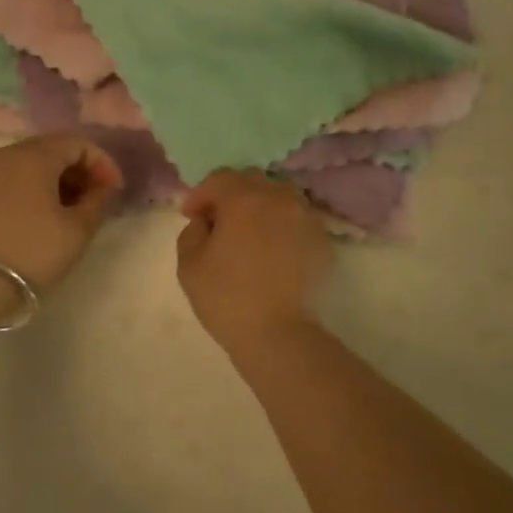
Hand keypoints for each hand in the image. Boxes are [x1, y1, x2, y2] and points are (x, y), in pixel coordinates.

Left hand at [0, 134, 122, 292]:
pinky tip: (27, 221)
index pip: (76, 143)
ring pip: (20, 167)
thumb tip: (101, 188)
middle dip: (74, 172)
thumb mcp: (76, 232)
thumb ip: (96, 202)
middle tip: (90, 201)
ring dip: (47, 183)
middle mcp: (0, 155)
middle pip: (46, 151)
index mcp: (32, 156)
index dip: (101, 163)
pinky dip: (21, 193)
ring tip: (60, 213)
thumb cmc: (30, 253)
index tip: (113, 191)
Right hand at [176, 170, 330, 353]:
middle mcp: (280, 198)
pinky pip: (297, 219)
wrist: (277, 333)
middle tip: (218, 222)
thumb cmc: (226, 298)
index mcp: (245, 199)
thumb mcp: (189, 264)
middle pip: (252, 181)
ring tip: (249, 233)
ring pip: (279, 196)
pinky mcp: (323, 240)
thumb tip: (206, 222)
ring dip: (260, 206)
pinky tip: (272, 250)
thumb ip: (192, 232)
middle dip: (231, 195)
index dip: (200, 194)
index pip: (219, 179)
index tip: (190, 216)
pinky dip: (281, 225)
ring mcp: (306, 218)